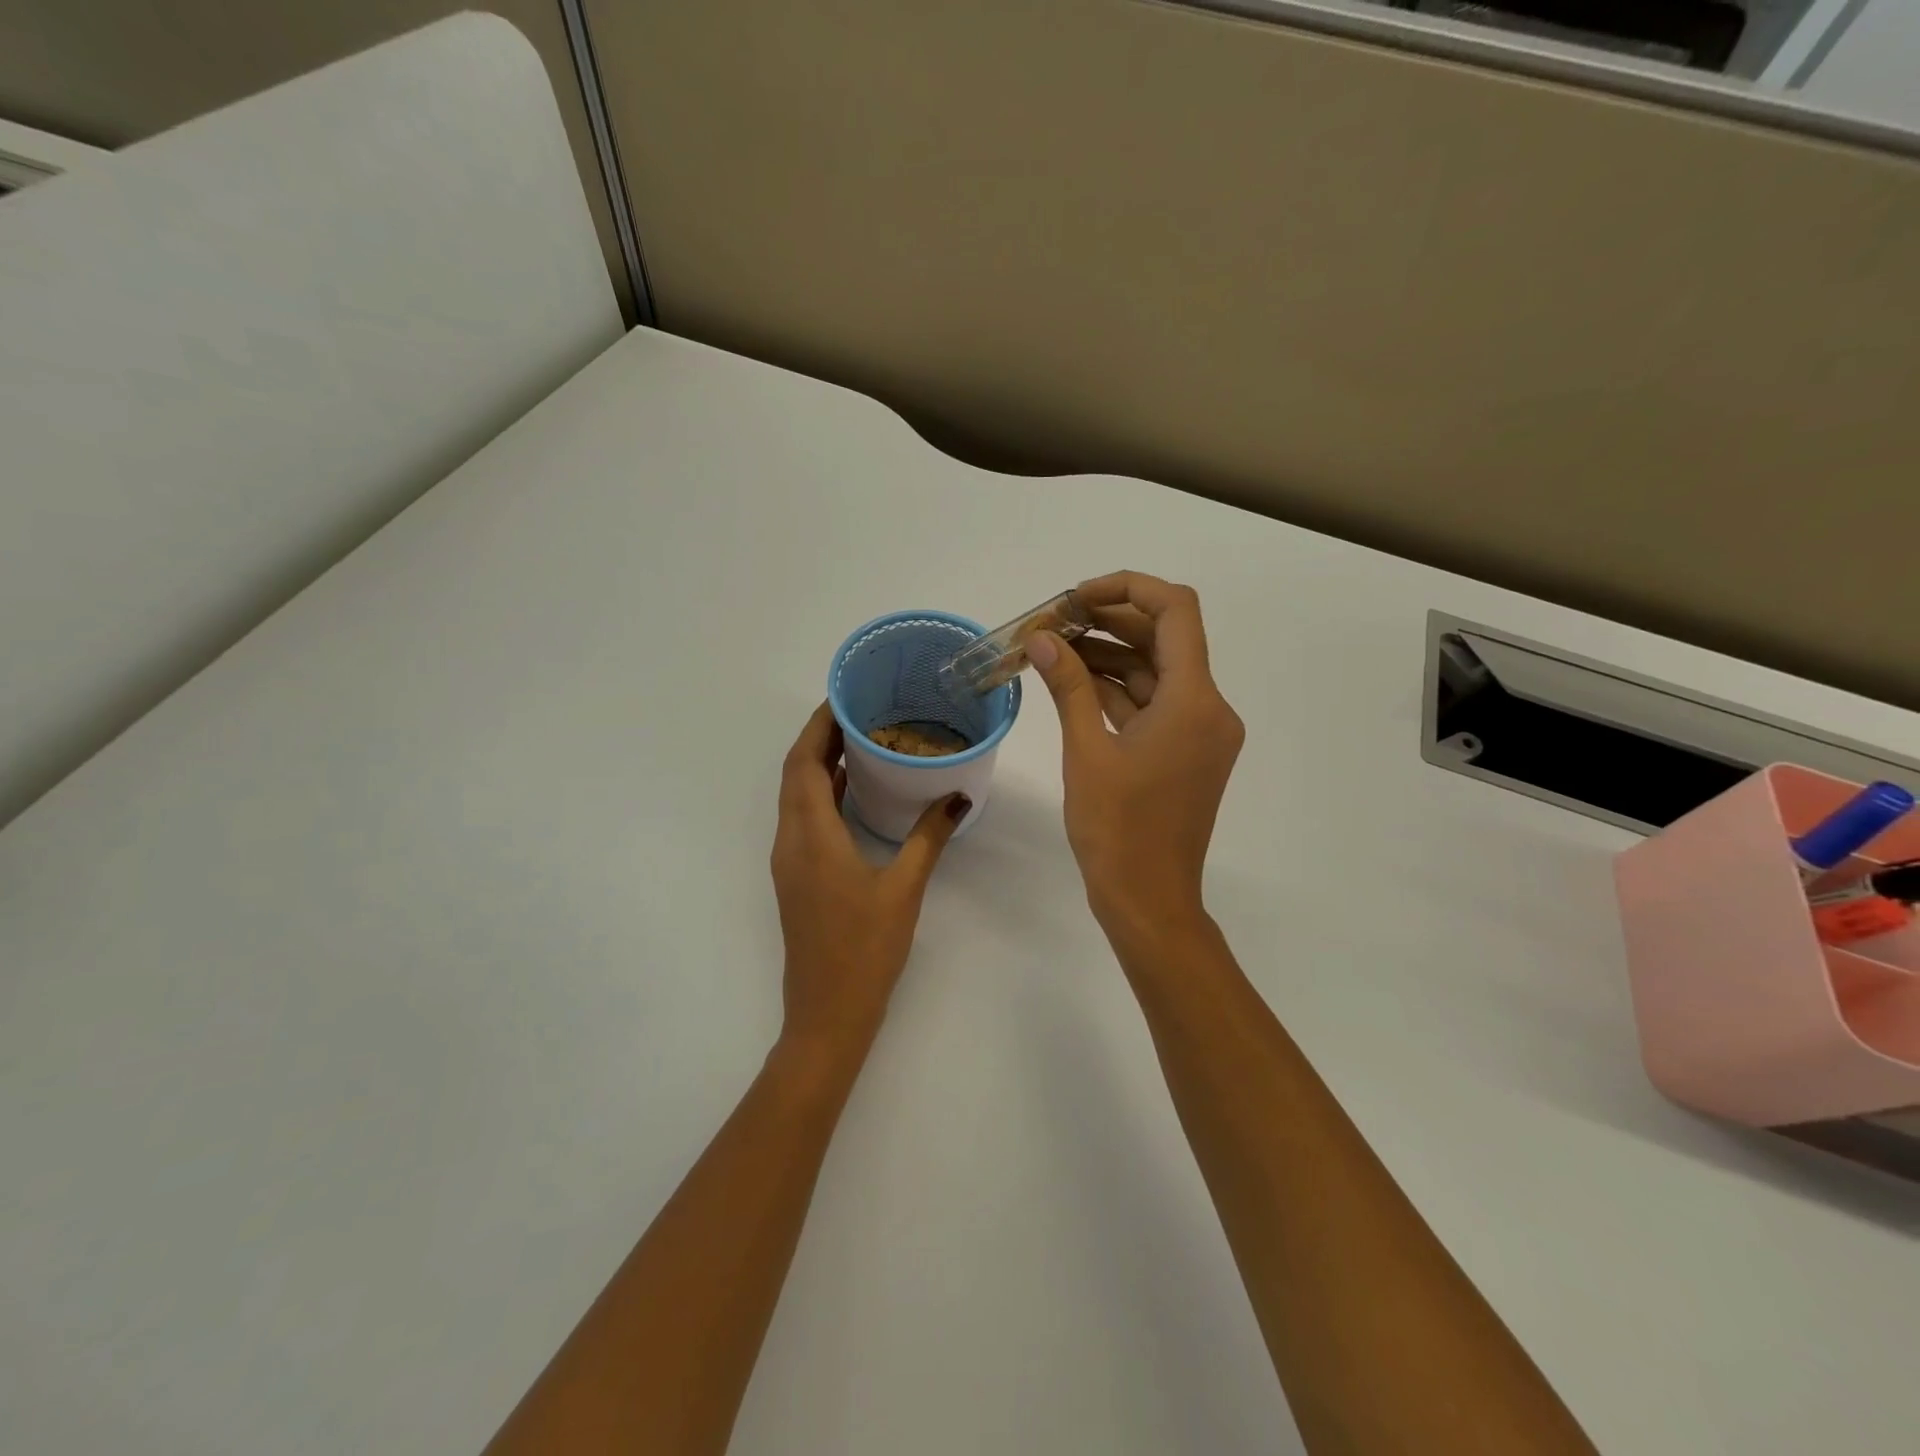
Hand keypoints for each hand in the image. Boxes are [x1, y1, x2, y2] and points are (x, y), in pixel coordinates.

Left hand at [771, 703, 967, 1058]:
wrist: (828, 1014)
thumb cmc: (865, 950)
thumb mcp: (904, 889)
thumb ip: (929, 837)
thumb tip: (957, 797)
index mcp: (811, 837)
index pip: (802, 763)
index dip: (817, 725)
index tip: (843, 697)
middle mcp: (790, 842)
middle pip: (793, 774)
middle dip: (818, 737)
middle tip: (857, 710)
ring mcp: (789, 862)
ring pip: (794, 797)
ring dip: (816, 765)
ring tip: (857, 739)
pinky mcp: (796, 877)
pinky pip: (802, 819)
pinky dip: (819, 793)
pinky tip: (852, 791)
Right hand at [1025, 572, 1243, 943]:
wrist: (1148, 899)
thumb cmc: (1117, 830)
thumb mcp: (1086, 752)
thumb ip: (1068, 687)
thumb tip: (1043, 639)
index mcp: (1194, 700)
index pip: (1175, 611)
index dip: (1127, 589)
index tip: (1076, 598)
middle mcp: (1208, 707)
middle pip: (1166, 637)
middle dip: (1110, 620)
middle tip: (1055, 621)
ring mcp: (1199, 731)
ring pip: (1157, 671)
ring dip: (1110, 654)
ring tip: (1055, 647)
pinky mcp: (1186, 752)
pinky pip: (1154, 704)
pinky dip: (1118, 689)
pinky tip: (1075, 680)